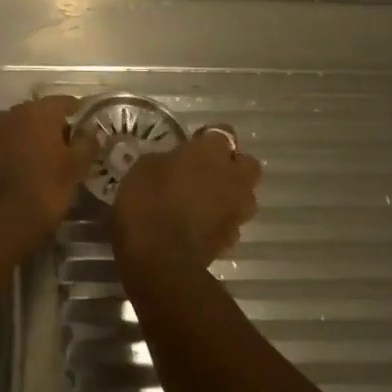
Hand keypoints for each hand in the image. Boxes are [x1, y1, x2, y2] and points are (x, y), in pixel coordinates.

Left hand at [0, 96, 96, 248]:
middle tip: (68, 145)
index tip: (87, 124)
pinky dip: (14, 149)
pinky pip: (3, 142)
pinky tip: (23, 167)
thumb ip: (87, 144)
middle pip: (38, 112)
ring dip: (31, 137)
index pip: (63, 101)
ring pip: (18, 126)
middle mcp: (11, 112)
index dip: (77, 111)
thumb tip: (94, 129)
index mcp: (38, 111)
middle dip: (53, 125)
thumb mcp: (75, 169)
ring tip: (46, 157)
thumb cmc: (44, 190)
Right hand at [112, 128, 262, 270]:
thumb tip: (174, 161)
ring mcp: (237, 210)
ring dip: (229, 193)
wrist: (160, 258)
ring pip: (244, 194)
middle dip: (231, 165)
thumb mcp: (144, 167)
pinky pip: (231, 220)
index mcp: (211, 152)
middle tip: (204, 170)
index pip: (222, 132)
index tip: (191, 143)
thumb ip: (168, 159)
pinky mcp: (232, 238)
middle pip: (246, 163)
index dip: (207, 138)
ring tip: (202, 199)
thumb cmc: (147, 201)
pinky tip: (198, 223)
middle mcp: (233, 177)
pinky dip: (219, 219)